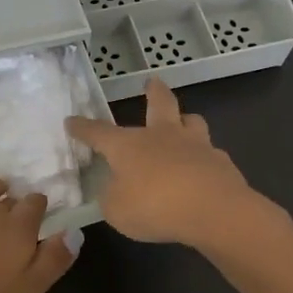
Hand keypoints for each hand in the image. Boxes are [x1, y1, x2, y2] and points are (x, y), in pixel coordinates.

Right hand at [65, 77, 263, 248]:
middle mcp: (161, 136)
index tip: (71, 121)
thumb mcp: (116, 210)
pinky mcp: (221, 162)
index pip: (98, 132)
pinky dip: (204, 158)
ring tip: (184, 123)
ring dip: (186, 120)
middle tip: (152, 82)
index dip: (82, 128)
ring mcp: (196, 145)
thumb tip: (114, 188)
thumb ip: (112, 197)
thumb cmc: (155, 206)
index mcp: (129, 145)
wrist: (214, 210)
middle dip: (154, 91)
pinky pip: (211, 153)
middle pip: (159, 104)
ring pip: (192, 121)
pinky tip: (203, 170)